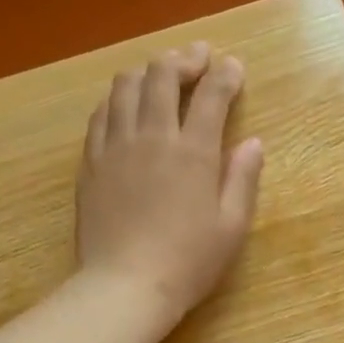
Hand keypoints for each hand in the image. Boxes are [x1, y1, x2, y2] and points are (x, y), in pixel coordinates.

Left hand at [76, 43, 264, 324]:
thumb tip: (253, 142)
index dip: (225, 75)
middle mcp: (153, 136)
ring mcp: (116, 145)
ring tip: (162, 73)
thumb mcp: (232, 227)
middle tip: (199, 57)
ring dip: (148, 71)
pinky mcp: (91, 161)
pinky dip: (118, 97)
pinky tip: (126, 103)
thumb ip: (243, 179)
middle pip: (163, 76)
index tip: (234, 67)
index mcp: (193, 152)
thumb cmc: (189, 262)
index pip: (211, 96)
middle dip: (184, 59)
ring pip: (126, 86)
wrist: (126, 285)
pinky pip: (101, 113)